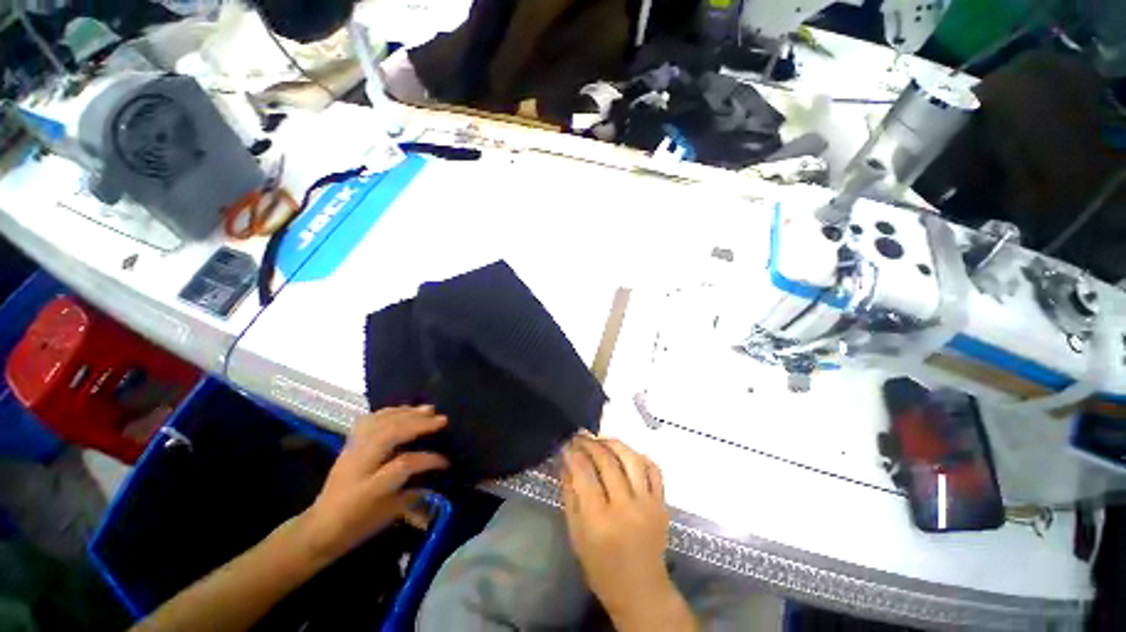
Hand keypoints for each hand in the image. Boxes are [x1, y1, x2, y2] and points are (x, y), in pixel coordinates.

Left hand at [298, 406, 448, 562]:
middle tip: (442, 420)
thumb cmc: (357, 526)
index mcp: (369, 489)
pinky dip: (389, 411)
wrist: (319, 527)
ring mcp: (351, 451)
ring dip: (406, 413)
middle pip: (390, 434)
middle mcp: (358, 465)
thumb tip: (438, 476)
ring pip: (379, 422)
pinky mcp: (348, 444)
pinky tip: (403, 410)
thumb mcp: (389, 515)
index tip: (446, 461)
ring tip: (428, 409)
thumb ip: (415, 494)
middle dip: (418, 424)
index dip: (429, 459)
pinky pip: (369, 420)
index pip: (404, 465)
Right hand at [561, 436, 688, 629]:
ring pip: (632, 459)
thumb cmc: (601, 567)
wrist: (641, 590)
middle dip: (591, 444)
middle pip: (607, 462)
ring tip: (601, 439)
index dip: (573, 454)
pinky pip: (654, 469)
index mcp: (599, 521)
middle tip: (580, 435)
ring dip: (614, 443)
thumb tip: (565, 461)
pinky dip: (640, 455)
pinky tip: (627, 452)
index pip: (584, 474)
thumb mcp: (576, 534)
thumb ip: (569, 495)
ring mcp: (648, 504)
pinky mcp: (662, 503)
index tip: (566, 443)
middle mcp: (626, 508)